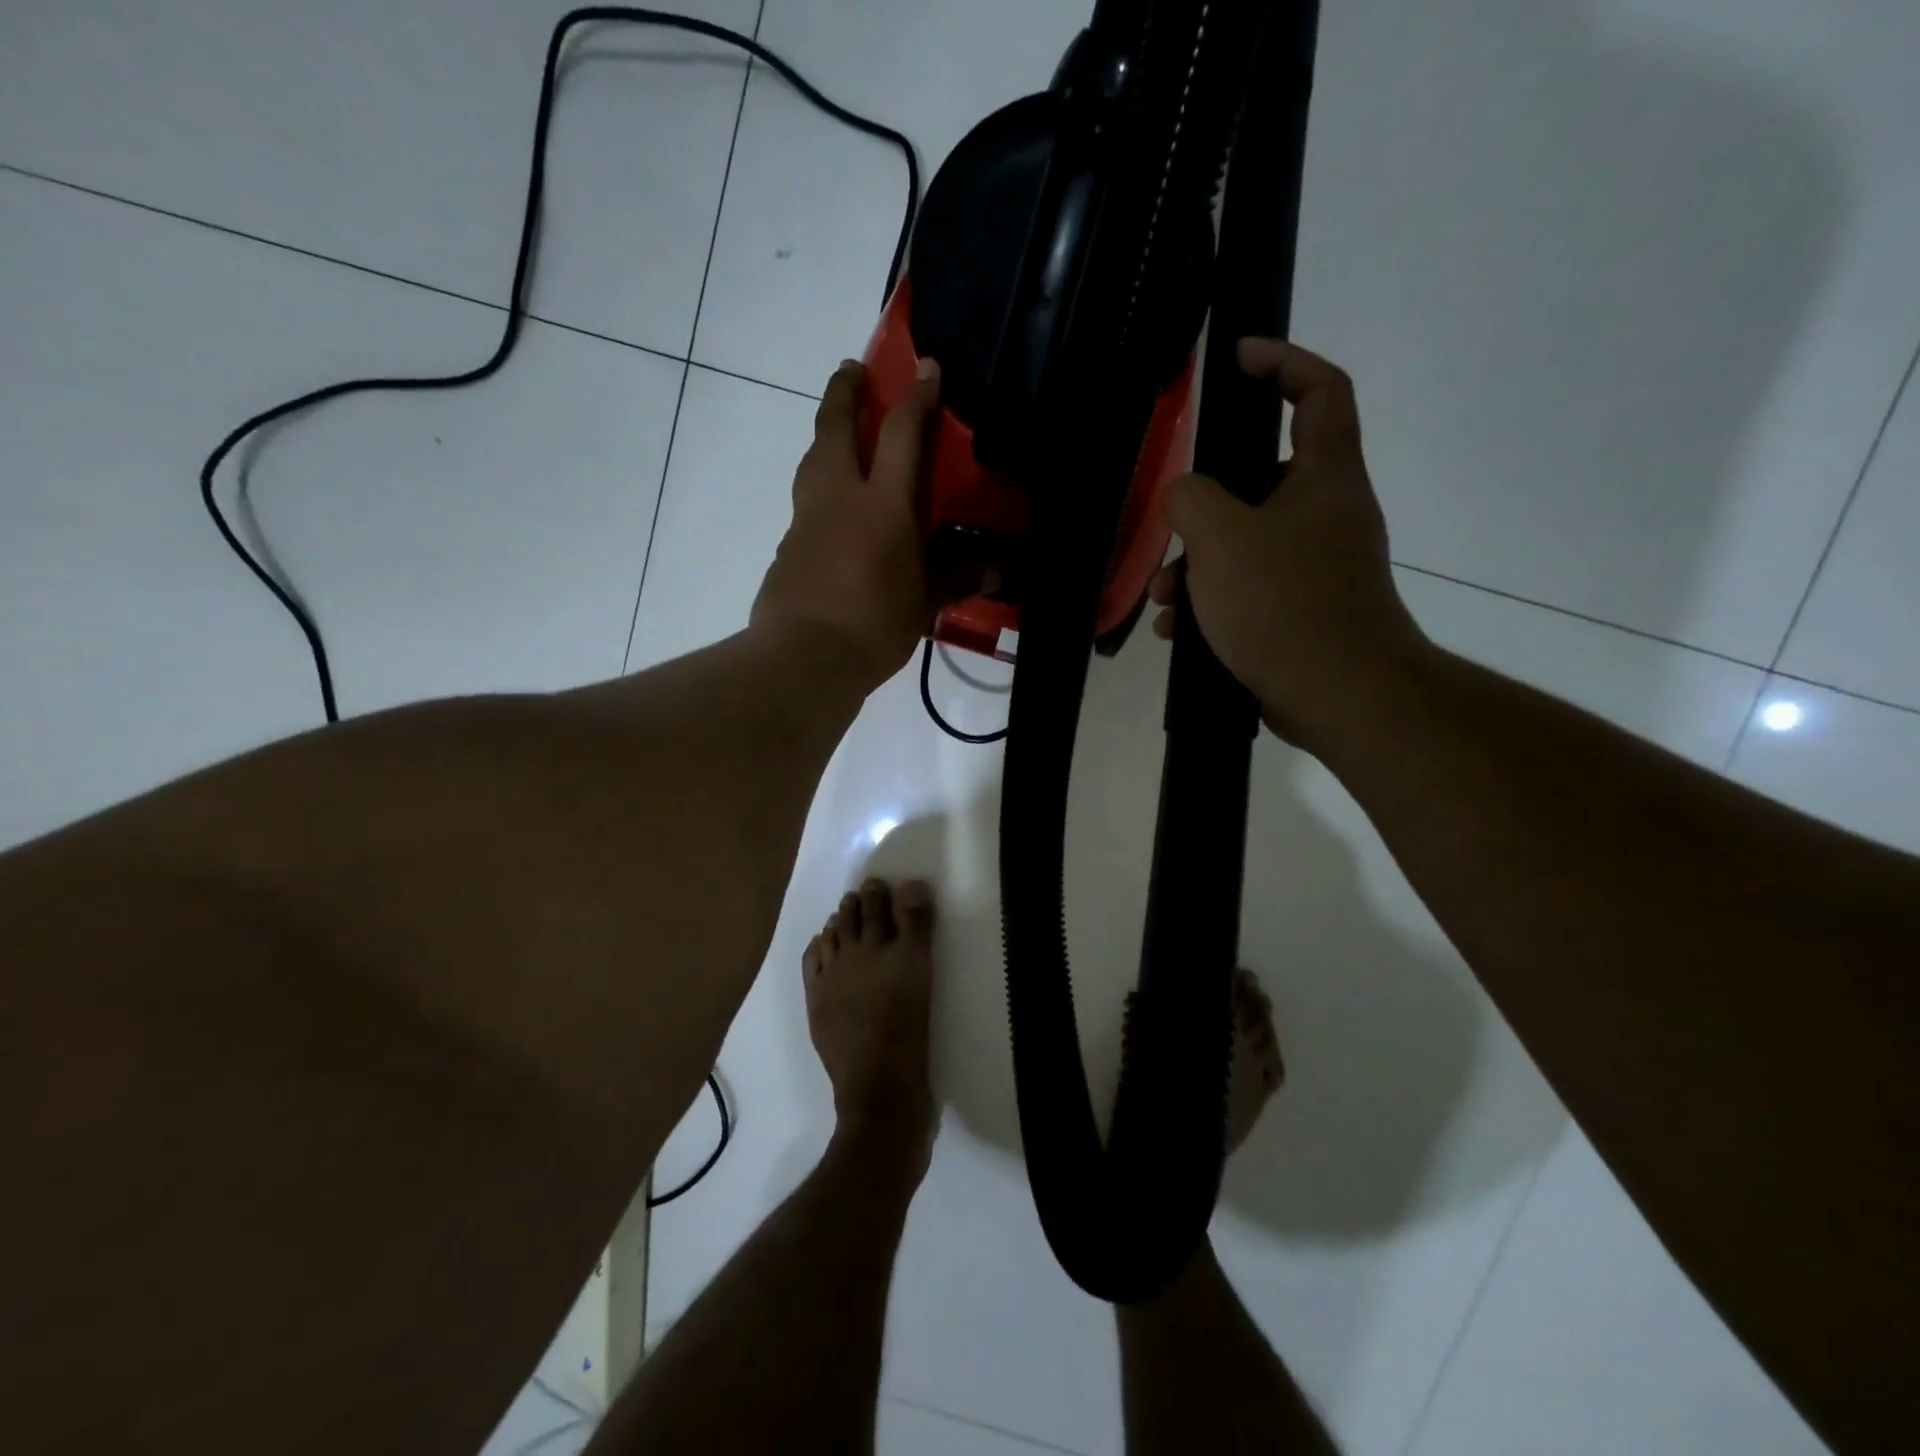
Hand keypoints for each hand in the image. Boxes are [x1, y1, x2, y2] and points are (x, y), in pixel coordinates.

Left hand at [753, 357, 944, 689]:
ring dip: (825, 437)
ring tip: (838, 435)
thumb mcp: (923, 605)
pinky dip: (819, 492)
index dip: (916, 396)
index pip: (902, 434)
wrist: (804, 657)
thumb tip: (994, 573)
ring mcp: (807, 519)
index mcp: (883, 505)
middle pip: (835, 427)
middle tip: (851, 370)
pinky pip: (805, 504)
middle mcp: (840, 497)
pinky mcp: (787, 546)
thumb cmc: (874, 626)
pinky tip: (832, 515)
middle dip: (844, 391)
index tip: (926, 368)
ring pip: (812, 461)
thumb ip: (956, 581)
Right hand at [1150, 338, 1427, 743]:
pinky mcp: (1304, 612)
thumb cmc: (1284, 603)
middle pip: (1264, 480)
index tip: (1239, 358)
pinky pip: (1249, 590)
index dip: (1284, 361)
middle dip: (1207, 505)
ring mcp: (1318, 567)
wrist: (1339, 695)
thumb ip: (1191, 497)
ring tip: (1164, 600)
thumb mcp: (1222, 538)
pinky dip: (1213, 603)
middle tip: (1171, 526)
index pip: (1321, 391)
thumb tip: (1184, 495)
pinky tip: (1179, 631)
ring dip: (1198, 566)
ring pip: (1247, 544)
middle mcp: (1329, 514)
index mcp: (1325, 477)